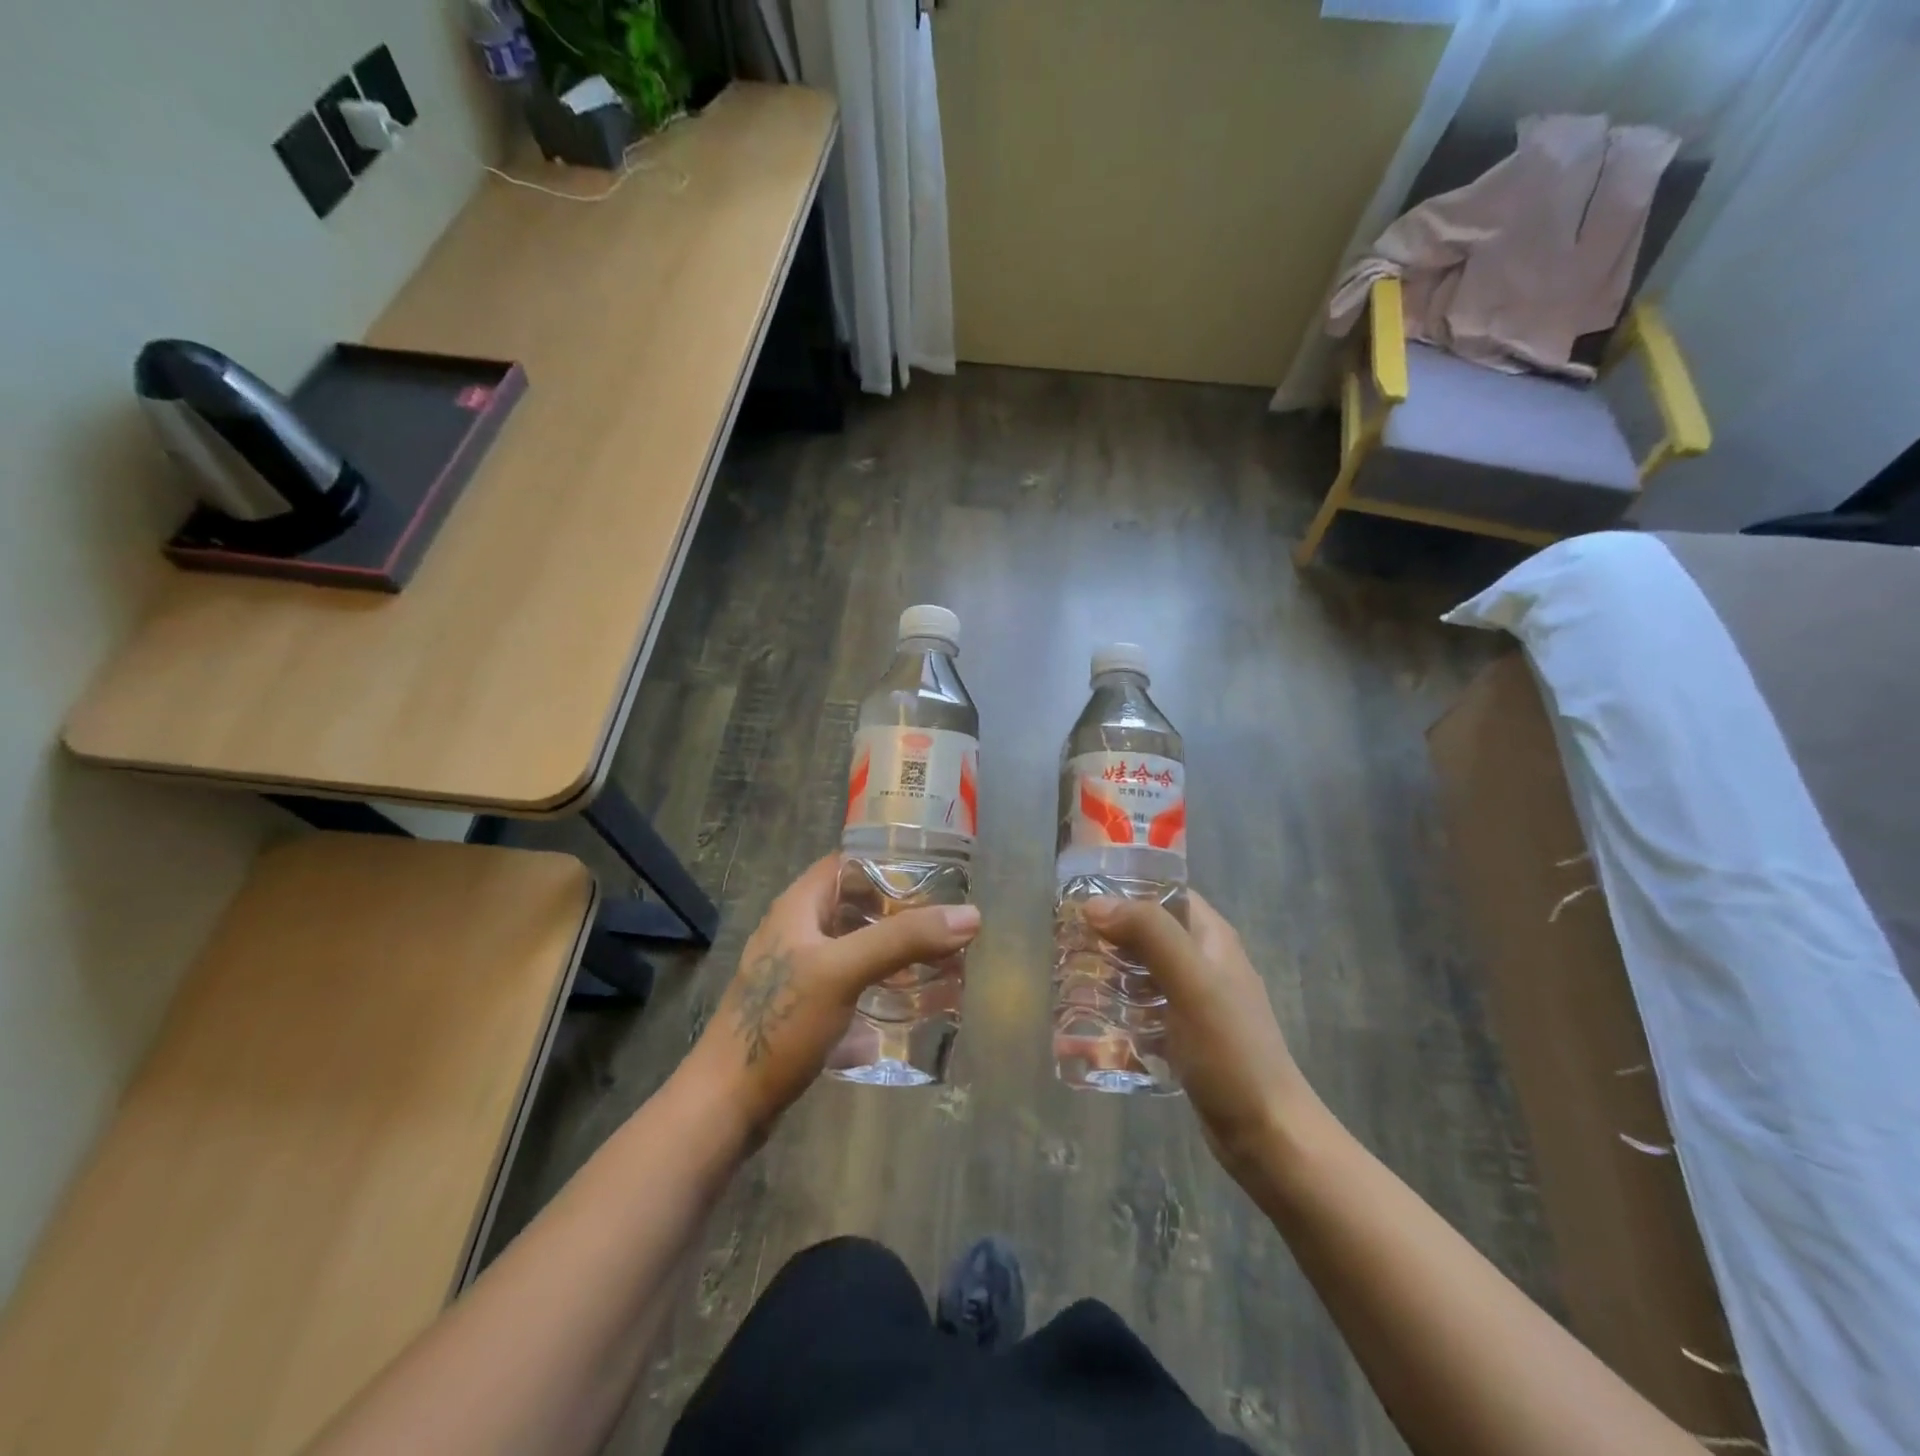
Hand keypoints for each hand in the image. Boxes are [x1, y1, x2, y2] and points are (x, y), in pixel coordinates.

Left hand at [683, 856, 981, 1140]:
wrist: (727, 1104)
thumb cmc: (780, 1024)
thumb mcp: (843, 971)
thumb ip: (903, 940)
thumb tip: (970, 916)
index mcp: (797, 907)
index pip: (847, 864)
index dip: (887, 863)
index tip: (934, 876)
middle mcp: (796, 931)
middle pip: (855, 905)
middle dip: (898, 911)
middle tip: (944, 921)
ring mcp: (797, 972)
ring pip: (853, 946)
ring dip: (890, 949)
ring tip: (936, 958)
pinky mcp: (802, 1008)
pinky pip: (848, 982)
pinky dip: (877, 983)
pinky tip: (905, 1000)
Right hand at [1084, 892, 1316, 1174]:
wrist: (1267, 1135)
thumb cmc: (1231, 1052)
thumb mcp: (1192, 983)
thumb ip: (1150, 935)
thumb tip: (1094, 903)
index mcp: (1213, 939)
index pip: (1166, 893)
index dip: (1126, 888)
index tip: (1081, 896)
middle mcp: (1204, 962)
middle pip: (1149, 932)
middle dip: (1109, 933)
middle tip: (1065, 940)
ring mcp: (1195, 1001)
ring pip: (1143, 970)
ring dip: (1110, 970)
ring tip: (1069, 976)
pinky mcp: (1184, 1036)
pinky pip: (1144, 1008)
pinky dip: (1119, 1007)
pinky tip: (1091, 1019)